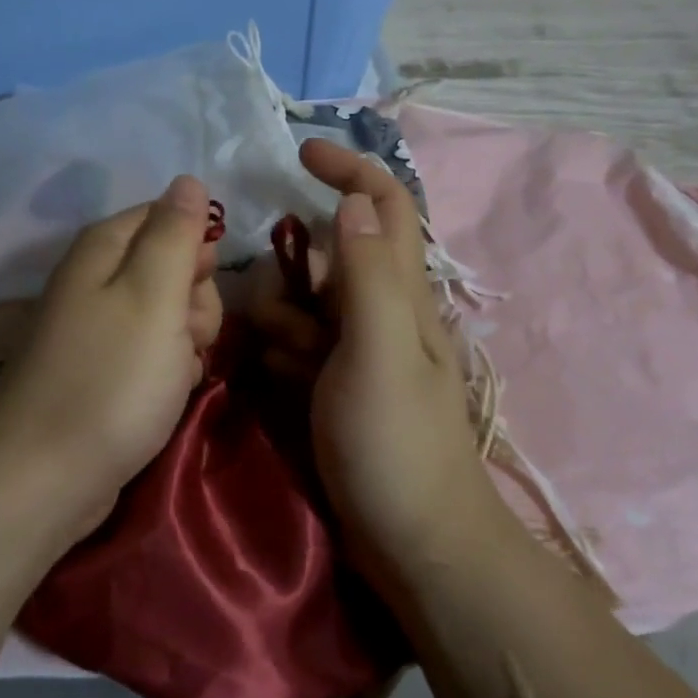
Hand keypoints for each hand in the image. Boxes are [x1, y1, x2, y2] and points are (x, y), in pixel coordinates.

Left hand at [0, 175, 222, 529]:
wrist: (46, 476)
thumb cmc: (111, 378)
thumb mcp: (154, 295)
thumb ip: (174, 233)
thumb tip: (187, 179)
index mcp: (105, 246)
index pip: (172, 217)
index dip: (197, 252)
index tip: (198, 288)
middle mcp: (97, 276)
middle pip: (174, 266)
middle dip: (195, 303)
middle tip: (185, 338)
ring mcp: (99, 325)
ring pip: (172, 314)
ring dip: (188, 342)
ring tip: (174, 375)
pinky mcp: (104, 368)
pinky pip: (156, 352)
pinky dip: (170, 372)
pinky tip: (166, 395)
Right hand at [252, 141, 492, 574]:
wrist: (417, 543)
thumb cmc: (397, 445)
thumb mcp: (379, 351)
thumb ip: (367, 273)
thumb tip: (355, 199)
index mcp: (401, 292)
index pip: (384, 204)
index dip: (349, 169)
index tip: (299, 154)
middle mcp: (383, 310)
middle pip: (332, 254)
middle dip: (296, 270)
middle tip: (280, 313)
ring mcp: (361, 350)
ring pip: (307, 301)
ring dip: (283, 318)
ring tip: (284, 363)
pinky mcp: (340, 383)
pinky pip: (299, 345)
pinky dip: (283, 352)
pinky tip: (280, 383)